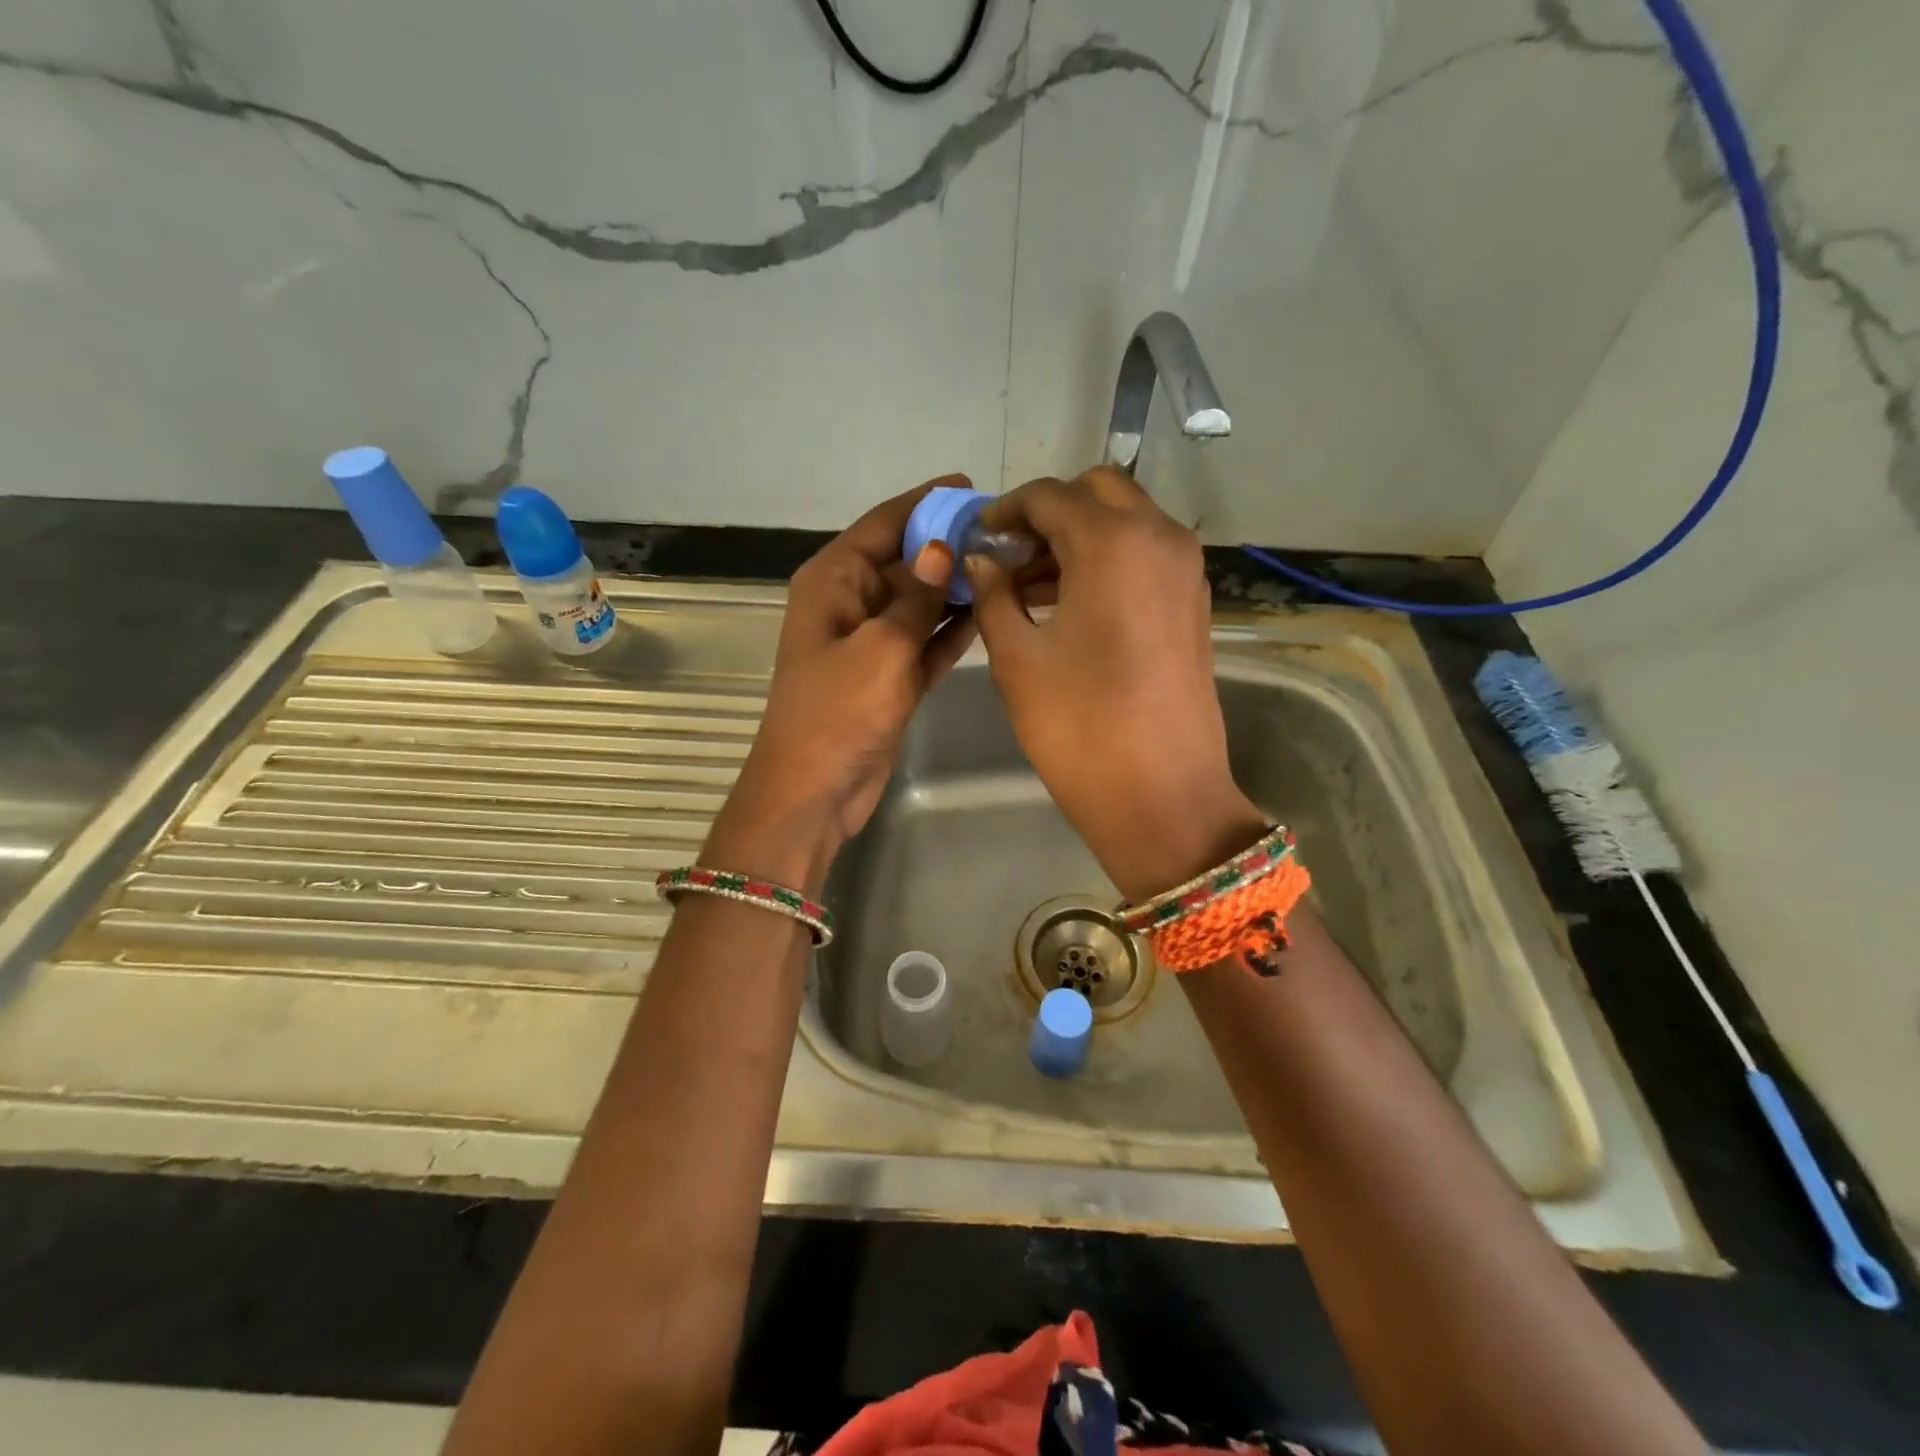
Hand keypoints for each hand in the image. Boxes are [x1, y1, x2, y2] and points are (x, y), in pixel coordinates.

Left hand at [705, 480, 975, 894]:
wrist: (814, 791)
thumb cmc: (839, 711)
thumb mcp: (881, 646)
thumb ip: (916, 596)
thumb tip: (942, 547)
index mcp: (833, 580)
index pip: (882, 525)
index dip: (923, 503)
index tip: (970, 487)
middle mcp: (849, 603)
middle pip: (904, 561)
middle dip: (947, 546)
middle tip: (1005, 534)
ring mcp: (870, 642)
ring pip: (919, 602)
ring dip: (955, 587)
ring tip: (1007, 566)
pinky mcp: (888, 677)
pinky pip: (924, 641)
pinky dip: (950, 629)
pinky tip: (988, 612)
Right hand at [963, 468, 1264, 902]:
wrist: (1161, 795)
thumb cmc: (1078, 726)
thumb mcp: (1018, 659)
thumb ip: (994, 595)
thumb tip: (981, 560)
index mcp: (1111, 542)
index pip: (1050, 496)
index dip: (1006, 511)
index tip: (977, 537)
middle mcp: (1158, 538)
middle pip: (1098, 493)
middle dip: (1049, 513)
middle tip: (1009, 556)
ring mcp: (1185, 569)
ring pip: (1127, 521)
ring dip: (1079, 536)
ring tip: (1029, 584)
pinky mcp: (1194, 601)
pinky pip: (1146, 555)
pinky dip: (1109, 559)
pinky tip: (1070, 602)